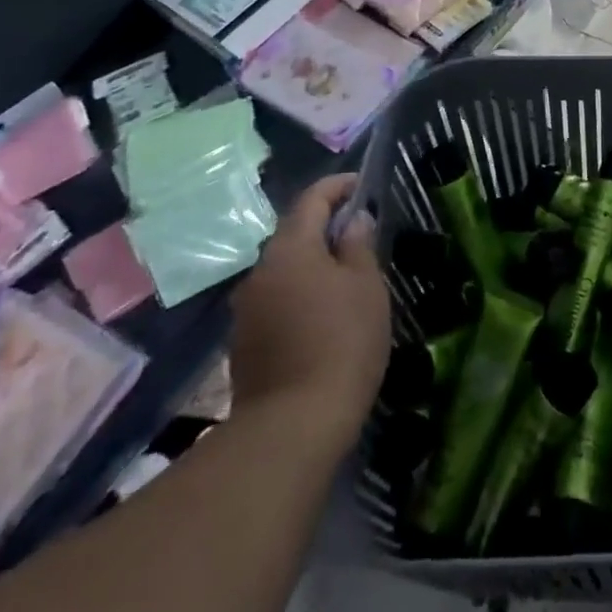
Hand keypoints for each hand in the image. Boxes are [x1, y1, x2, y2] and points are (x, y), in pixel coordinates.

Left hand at [230, 174, 390, 450]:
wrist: (294, 424)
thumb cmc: (342, 341)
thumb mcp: (366, 286)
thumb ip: (359, 246)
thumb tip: (353, 222)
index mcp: (290, 249)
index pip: (311, 199)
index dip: (337, 187)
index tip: (361, 186)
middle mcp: (260, 270)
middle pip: (294, 234)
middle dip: (325, 228)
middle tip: (360, 235)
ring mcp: (247, 308)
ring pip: (284, 270)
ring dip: (312, 264)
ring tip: (346, 277)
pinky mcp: (244, 341)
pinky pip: (276, 300)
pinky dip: (300, 294)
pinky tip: (323, 315)